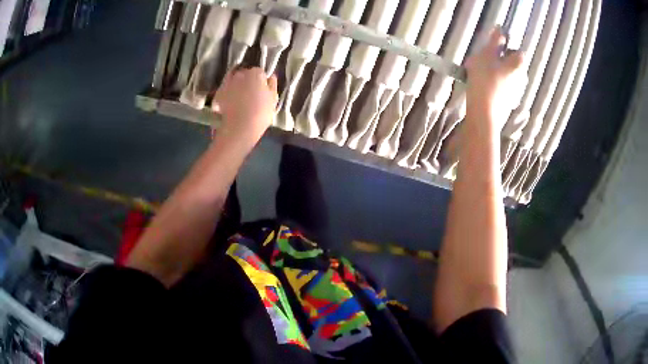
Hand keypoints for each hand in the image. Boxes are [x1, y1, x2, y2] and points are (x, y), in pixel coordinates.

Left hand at [212, 67, 278, 146]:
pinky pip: (224, 90)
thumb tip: (270, 77)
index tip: (261, 90)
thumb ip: (272, 85)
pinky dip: (227, 94)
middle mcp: (240, 74)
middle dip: (247, 81)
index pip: (259, 73)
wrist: (239, 128)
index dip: (261, 81)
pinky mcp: (218, 93)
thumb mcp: (273, 99)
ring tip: (239, 99)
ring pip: (233, 81)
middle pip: (245, 74)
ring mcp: (227, 83)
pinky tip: (230, 103)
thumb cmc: (260, 113)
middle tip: (250, 95)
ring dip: (236, 86)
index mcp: (256, 73)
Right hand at [465, 28, 526, 127]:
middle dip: (498, 61)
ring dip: (496, 73)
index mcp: (519, 64)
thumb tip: (500, 29)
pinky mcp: (510, 103)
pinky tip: (483, 88)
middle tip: (482, 62)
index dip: (504, 48)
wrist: (484, 113)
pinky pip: (504, 88)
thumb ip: (494, 41)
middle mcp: (523, 77)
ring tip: (479, 76)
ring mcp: (518, 92)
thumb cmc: (485, 80)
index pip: (516, 50)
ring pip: (507, 75)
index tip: (491, 50)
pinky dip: (495, 85)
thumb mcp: (486, 55)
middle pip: (511, 63)